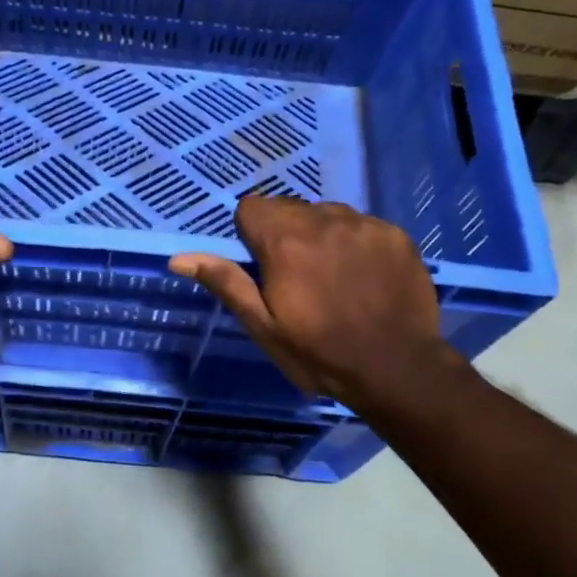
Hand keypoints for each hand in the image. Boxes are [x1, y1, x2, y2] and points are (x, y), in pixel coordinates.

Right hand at [168, 196, 464, 413]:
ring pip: (326, 214)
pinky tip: (365, 277)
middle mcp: (323, 219)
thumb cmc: (320, 353)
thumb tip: (178, 258)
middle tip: (297, 277)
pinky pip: (362, 225)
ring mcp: (364, 224)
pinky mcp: (395, 234)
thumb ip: (226, 283)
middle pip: (289, 208)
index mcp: (284, 240)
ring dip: (321, 235)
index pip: (251, 207)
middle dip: (285, 233)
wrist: (397, 369)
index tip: (263, 267)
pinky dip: (355, 242)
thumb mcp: (264, 326)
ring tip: (334, 276)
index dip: (251, 234)